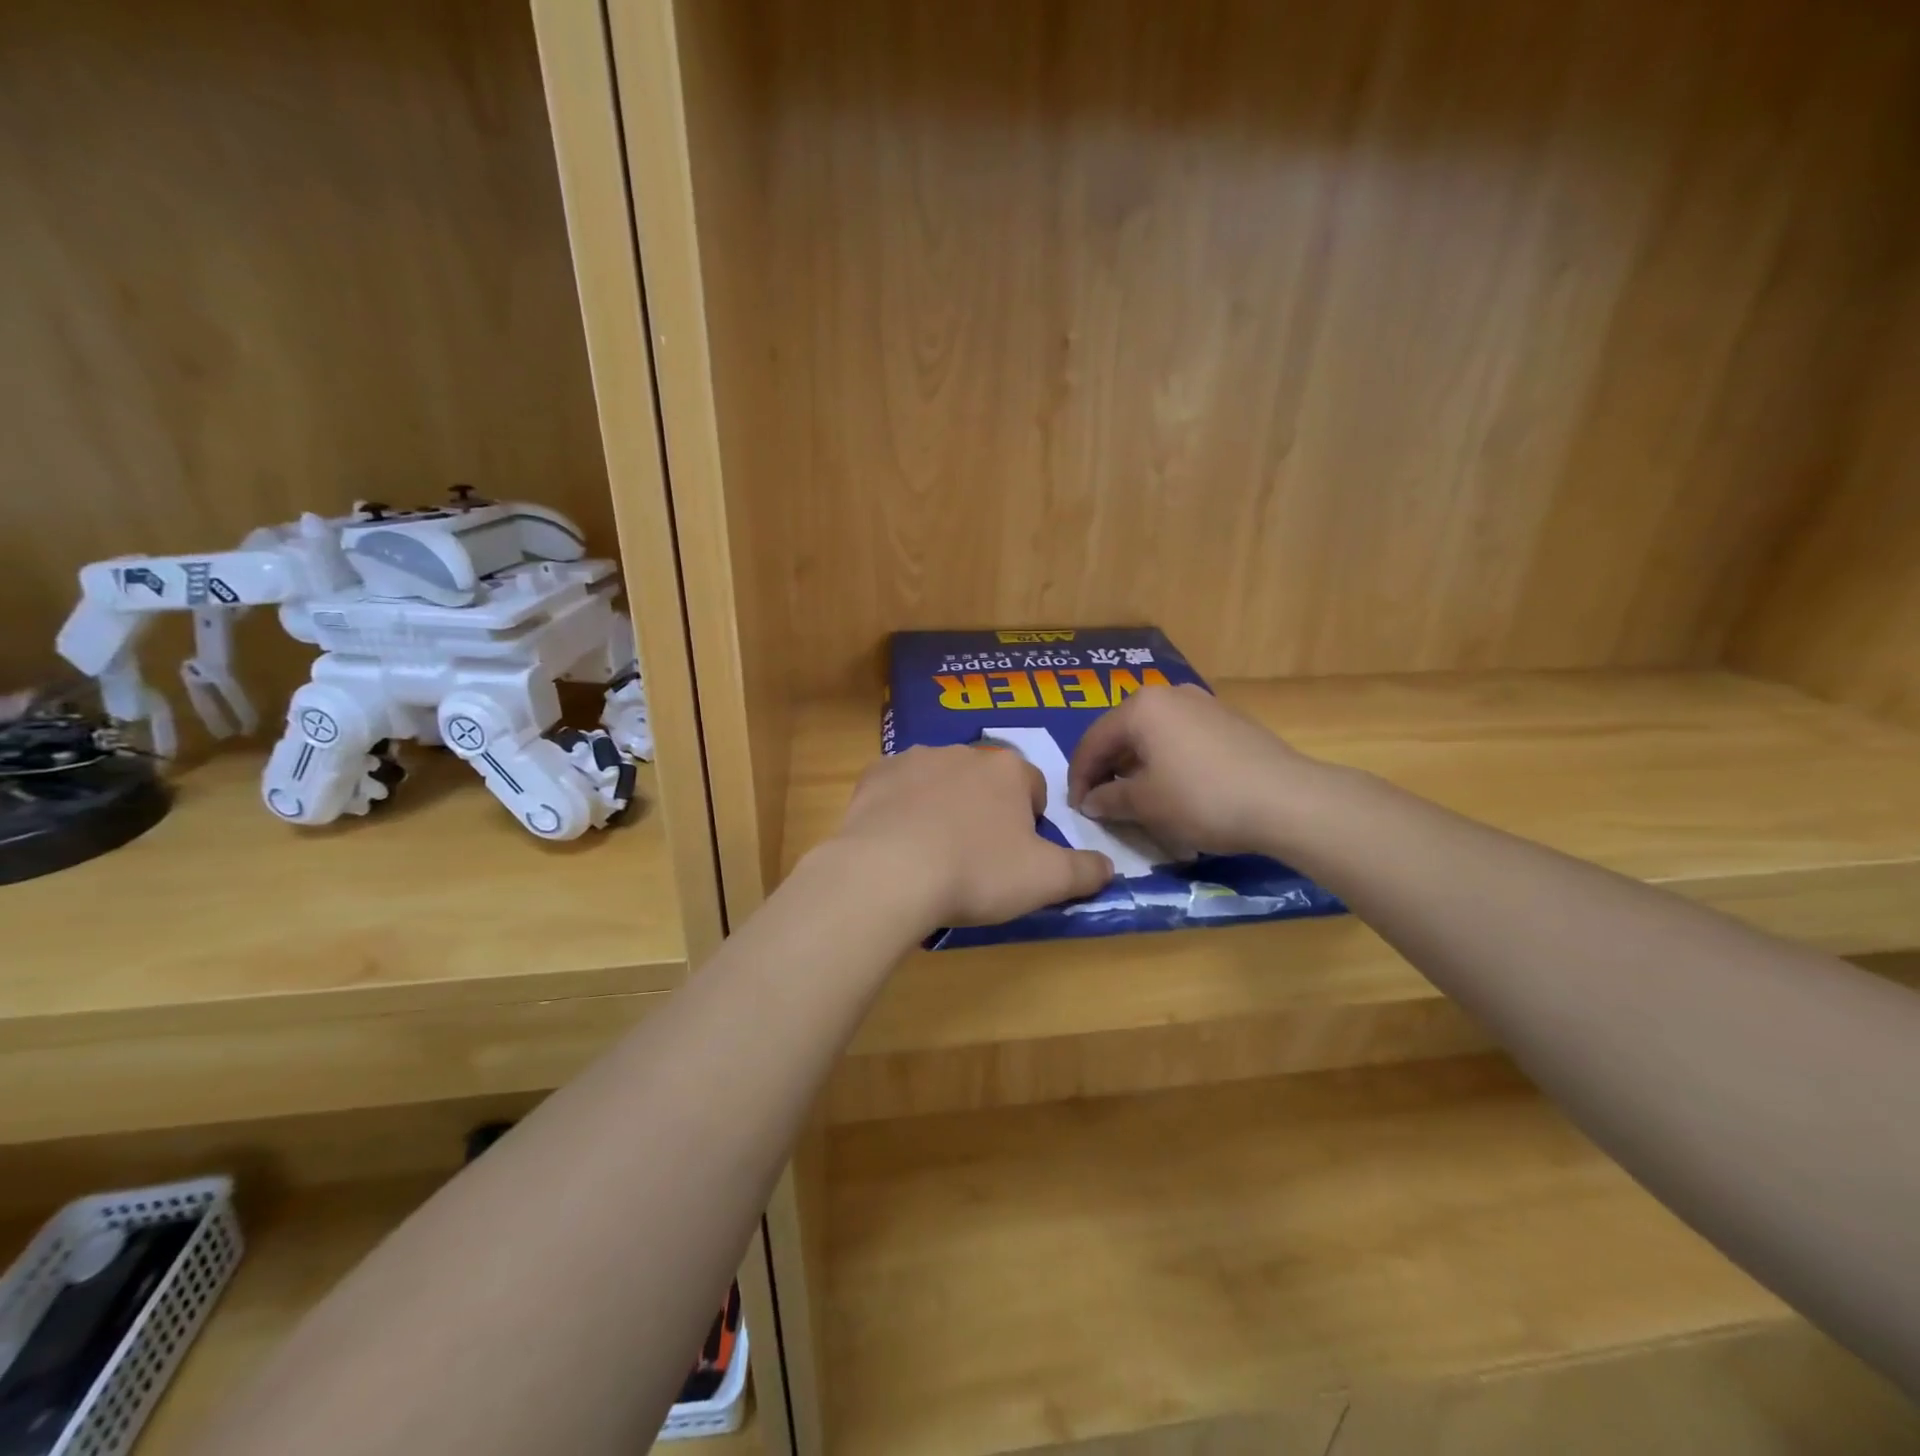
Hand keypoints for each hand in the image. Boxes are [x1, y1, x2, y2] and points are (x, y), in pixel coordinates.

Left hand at [828, 745, 1113, 928]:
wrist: (889, 873)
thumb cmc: (977, 872)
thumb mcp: (1046, 881)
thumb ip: (1085, 871)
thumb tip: (1108, 867)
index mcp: (1008, 769)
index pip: (1033, 787)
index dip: (1031, 822)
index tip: (1018, 855)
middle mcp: (963, 752)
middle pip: (985, 781)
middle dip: (986, 810)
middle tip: (977, 857)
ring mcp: (914, 759)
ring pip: (940, 780)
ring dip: (943, 805)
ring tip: (933, 852)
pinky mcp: (875, 775)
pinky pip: (897, 788)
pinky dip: (901, 808)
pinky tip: (896, 841)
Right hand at [1067, 684, 1322, 856]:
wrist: (1286, 800)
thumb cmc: (1201, 798)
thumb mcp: (1145, 804)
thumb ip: (1109, 799)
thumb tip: (1091, 801)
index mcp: (1141, 707)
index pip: (1093, 741)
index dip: (1079, 777)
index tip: (1076, 807)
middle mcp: (1170, 695)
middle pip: (1123, 733)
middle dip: (1108, 769)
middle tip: (1102, 802)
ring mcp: (1204, 704)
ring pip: (1154, 736)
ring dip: (1138, 766)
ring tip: (1136, 799)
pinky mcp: (1230, 722)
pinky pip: (1182, 740)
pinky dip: (1167, 762)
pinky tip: (1175, 790)